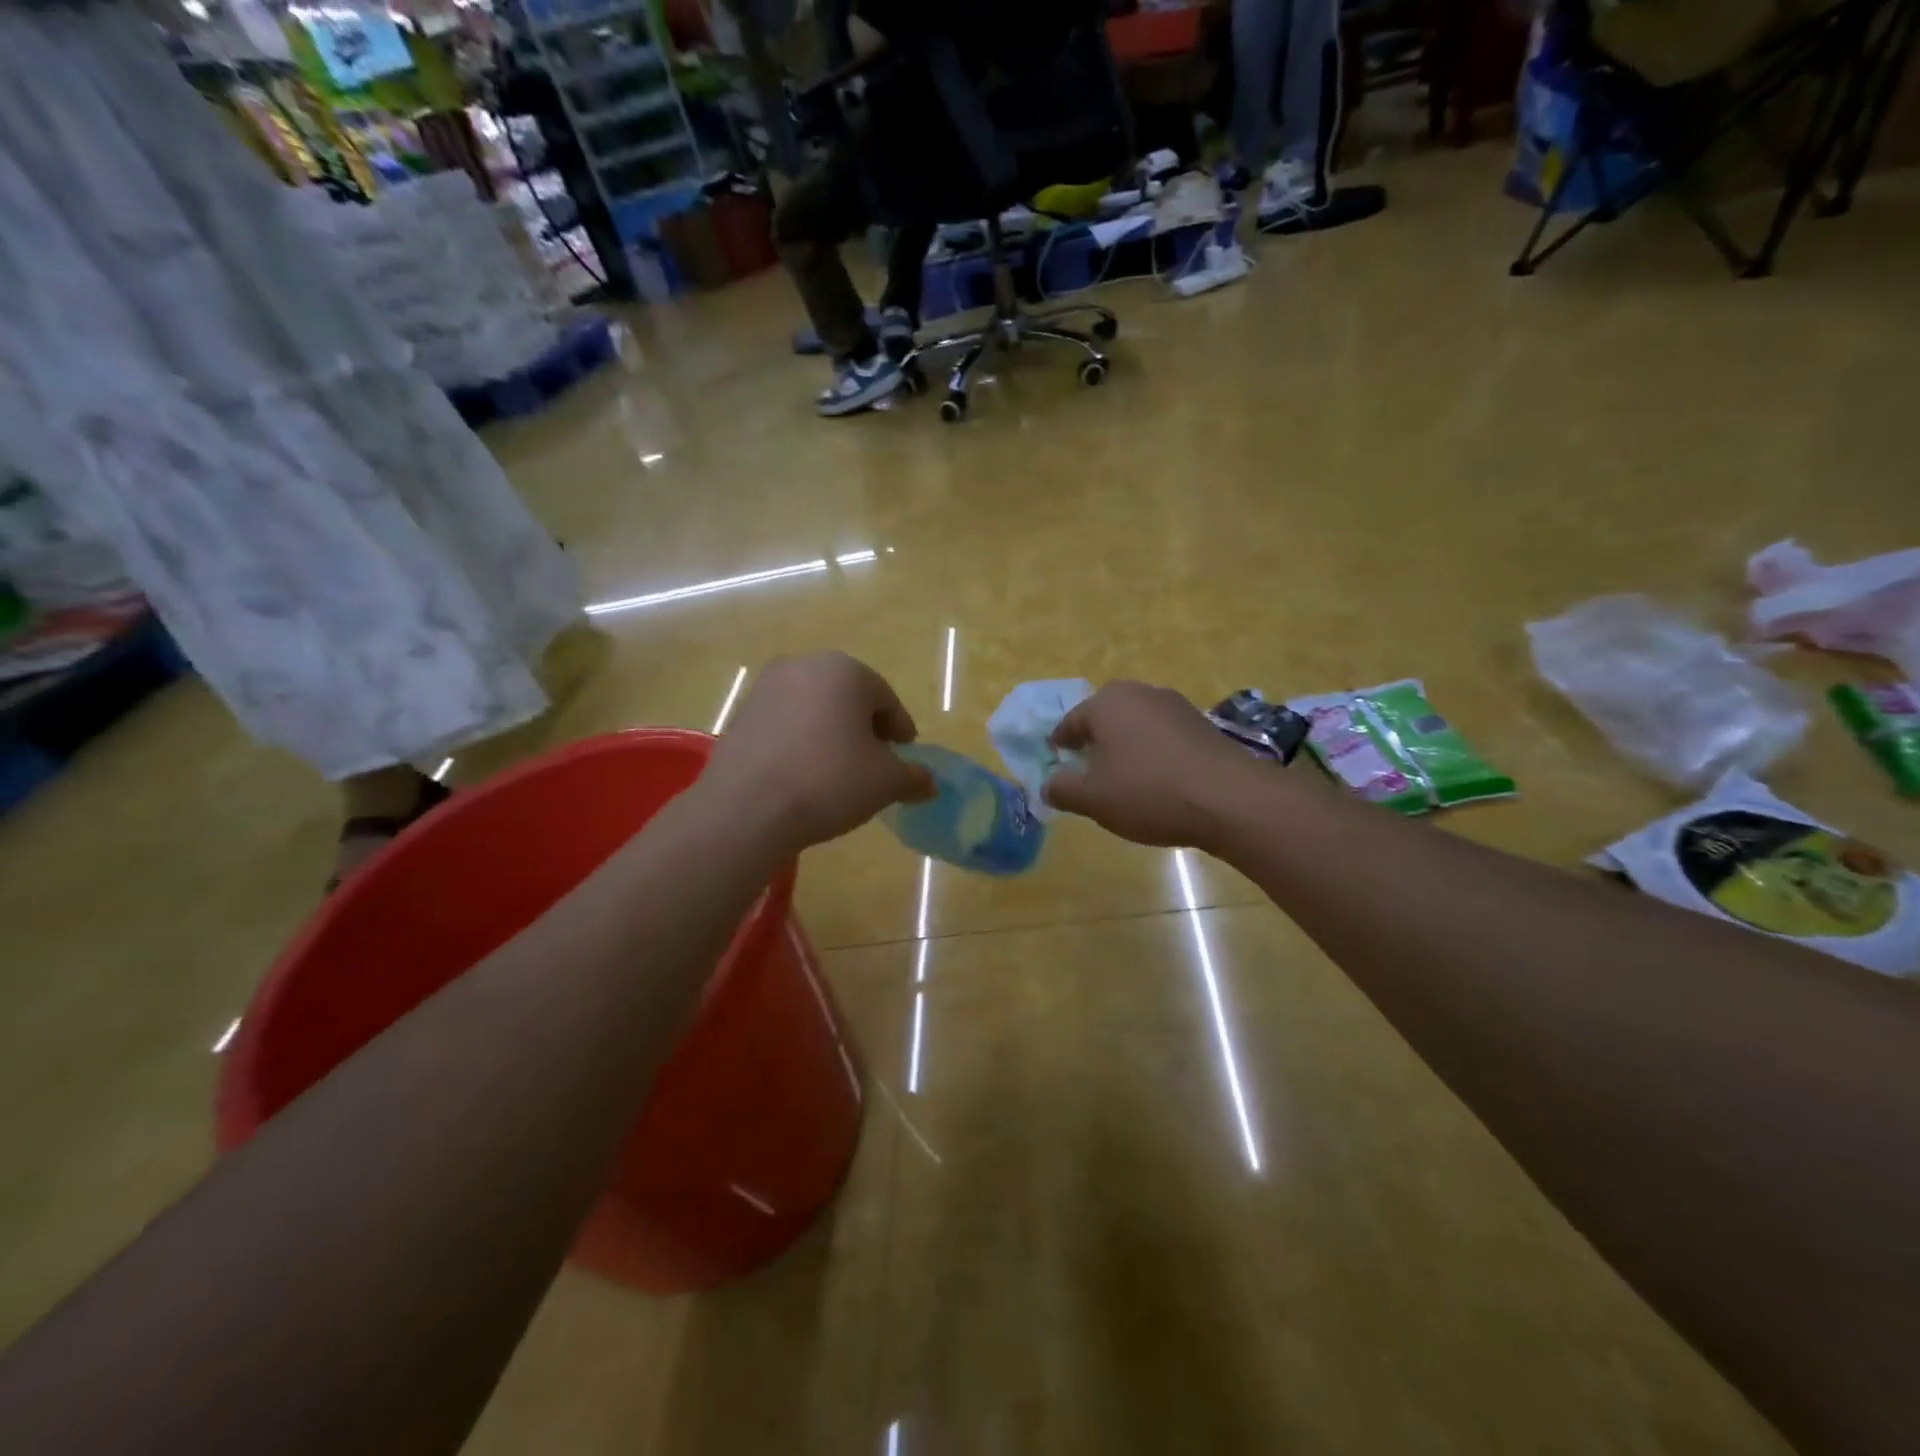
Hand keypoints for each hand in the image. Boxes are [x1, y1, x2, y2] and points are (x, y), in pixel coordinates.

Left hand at [701, 653, 932, 855]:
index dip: (900, 729)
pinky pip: (785, 723)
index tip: (904, 753)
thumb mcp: (885, 783)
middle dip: (864, 727)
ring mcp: (766, 687)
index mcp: (845, 671)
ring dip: (831, 732)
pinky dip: (801, 740)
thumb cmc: (829, 782)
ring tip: (838, 770)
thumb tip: (929, 784)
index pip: (885, 698)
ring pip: (814, 708)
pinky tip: (804, 773)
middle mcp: (804, 666)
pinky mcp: (741, 713)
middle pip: (848, 697)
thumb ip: (912, 778)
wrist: (747, 809)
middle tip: (875, 761)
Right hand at [1044, 681, 1255, 847]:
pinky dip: (1153, 750)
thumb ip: (1062, 789)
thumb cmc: (1148, 792)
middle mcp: (1139, 693)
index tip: (1057, 760)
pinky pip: (1163, 733)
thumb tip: (1048, 784)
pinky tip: (1158, 777)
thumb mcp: (1093, 799)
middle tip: (1089, 766)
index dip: (1061, 743)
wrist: (1229, 798)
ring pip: (1137, 722)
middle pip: (1106, 714)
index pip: (1071, 721)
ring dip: (1126, 743)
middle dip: (1095, 738)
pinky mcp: (1202, 723)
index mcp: (1106, 704)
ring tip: (1123, 774)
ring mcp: (1175, 705)